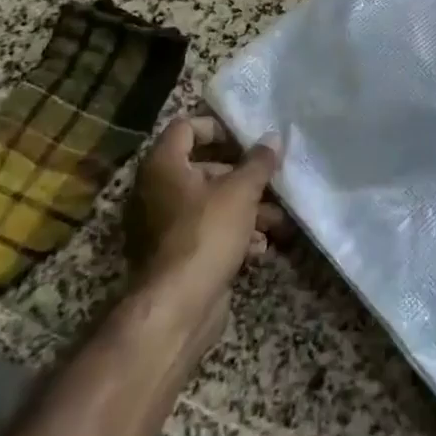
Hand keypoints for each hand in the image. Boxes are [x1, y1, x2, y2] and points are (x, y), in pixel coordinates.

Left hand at [122, 113, 284, 348]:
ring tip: (277, 220)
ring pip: (211, 203)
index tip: (247, 139)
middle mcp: (157, 191)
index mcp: (163, 166)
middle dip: (242, 175)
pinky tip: (260, 247)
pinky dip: (233, 234)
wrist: (177, 308)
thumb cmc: (206, 233)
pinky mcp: (176, 255)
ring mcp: (164, 226)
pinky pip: (207, 232)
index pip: (186, 127)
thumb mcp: (241, 191)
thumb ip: (258, 162)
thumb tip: (272, 138)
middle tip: (271, 179)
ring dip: (246, 208)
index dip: (218, 127)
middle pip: (204, 167)